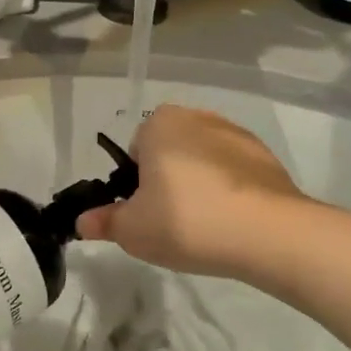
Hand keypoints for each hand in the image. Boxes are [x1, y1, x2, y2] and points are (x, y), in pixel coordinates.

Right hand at [77, 105, 303, 276]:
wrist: (268, 233)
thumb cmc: (186, 221)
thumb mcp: (132, 230)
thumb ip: (104, 222)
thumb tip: (82, 222)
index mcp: (160, 123)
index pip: (135, 149)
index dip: (135, 183)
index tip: (144, 212)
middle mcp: (199, 118)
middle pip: (170, 152)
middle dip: (167, 181)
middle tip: (170, 223)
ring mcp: (238, 136)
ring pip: (204, 162)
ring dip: (200, 186)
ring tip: (204, 229)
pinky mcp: (268, 159)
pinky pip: (236, 175)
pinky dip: (230, 194)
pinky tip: (232, 225)